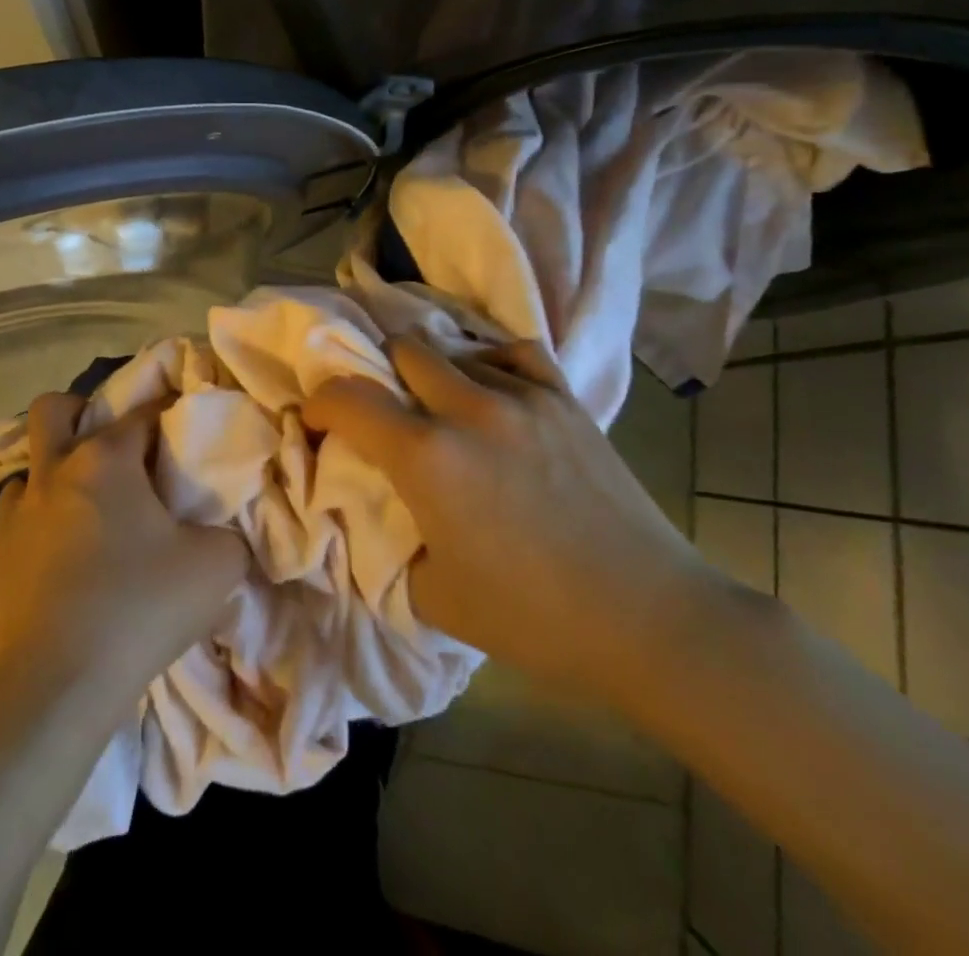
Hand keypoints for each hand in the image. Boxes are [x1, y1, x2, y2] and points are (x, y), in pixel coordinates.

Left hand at [0, 394, 247, 707]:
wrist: (56, 688)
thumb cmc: (140, 609)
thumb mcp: (216, 567)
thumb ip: (229, 536)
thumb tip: (221, 533)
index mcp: (104, 460)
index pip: (142, 413)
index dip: (168, 414)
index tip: (184, 430)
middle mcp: (52, 474)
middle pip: (53, 410)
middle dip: (80, 413)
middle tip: (111, 447)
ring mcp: (14, 518)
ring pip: (28, 470)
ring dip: (55, 477)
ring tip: (86, 510)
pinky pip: (15, 528)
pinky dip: (37, 531)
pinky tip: (60, 562)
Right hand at [305, 336, 717, 707]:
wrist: (650, 619)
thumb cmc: (534, 619)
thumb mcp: (433, 595)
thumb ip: (390, 540)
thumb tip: (373, 507)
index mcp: (427, 457)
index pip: (347, 398)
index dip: (319, 405)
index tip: (318, 424)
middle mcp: (468, 409)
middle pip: (401, 349)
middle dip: (378, 375)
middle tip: (383, 413)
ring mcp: (522, 397)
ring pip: (454, 349)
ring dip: (432, 374)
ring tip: (439, 408)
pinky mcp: (565, 400)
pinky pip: (512, 352)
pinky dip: (488, 363)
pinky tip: (491, 390)